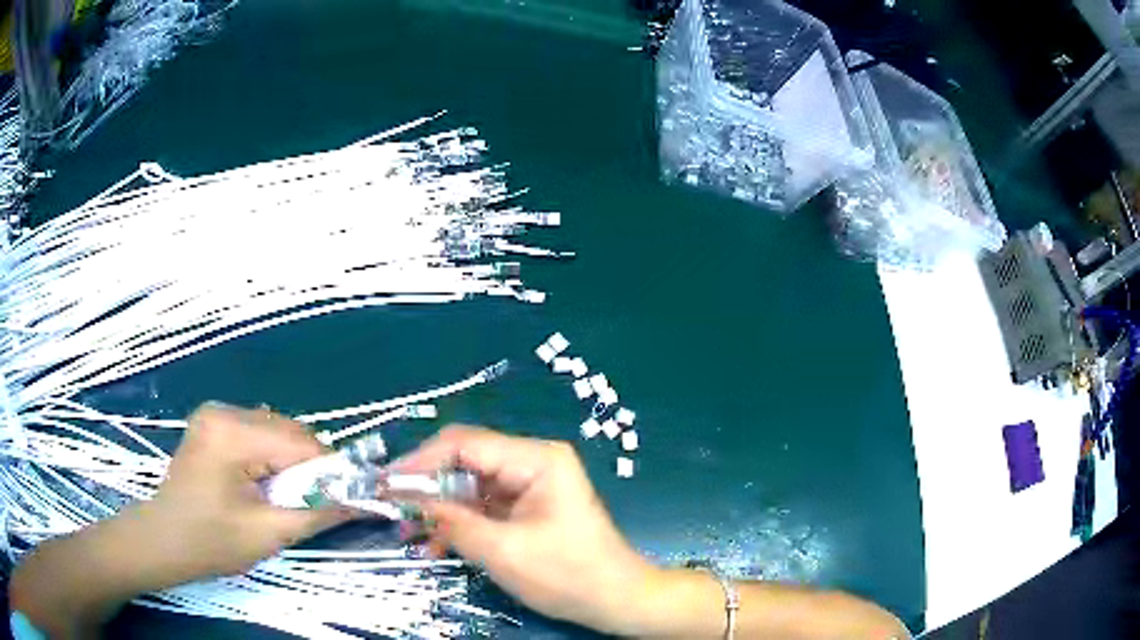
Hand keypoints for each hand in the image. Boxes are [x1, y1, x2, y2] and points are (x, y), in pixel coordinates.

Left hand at [131, 402, 351, 586]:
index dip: (330, 469)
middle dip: (310, 466)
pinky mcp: (212, 424)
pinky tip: (266, 480)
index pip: (299, 442)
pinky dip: (271, 454)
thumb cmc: (210, 541)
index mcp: (232, 433)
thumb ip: (316, 513)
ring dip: (291, 461)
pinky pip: (257, 431)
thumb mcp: (267, 533)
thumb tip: (359, 500)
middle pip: (288, 430)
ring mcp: (214, 414)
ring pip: (274, 429)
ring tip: (287, 494)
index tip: (350, 496)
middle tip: (317, 501)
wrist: (164, 540)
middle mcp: (223, 411)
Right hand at [394, 425, 653, 632]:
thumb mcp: (504, 552)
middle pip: (465, 462)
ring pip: (469, 486)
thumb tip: (409, 499)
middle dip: (427, 486)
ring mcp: (529, 485)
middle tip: (391, 508)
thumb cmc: (568, 575)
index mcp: (535, 459)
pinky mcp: (526, 508)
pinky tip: (435, 544)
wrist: (616, 599)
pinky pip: (482, 507)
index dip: (420, 461)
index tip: (386, 484)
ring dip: (439, 508)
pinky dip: (459, 522)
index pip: (464, 444)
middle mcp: (531, 462)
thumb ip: (453, 522)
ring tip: (408, 531)